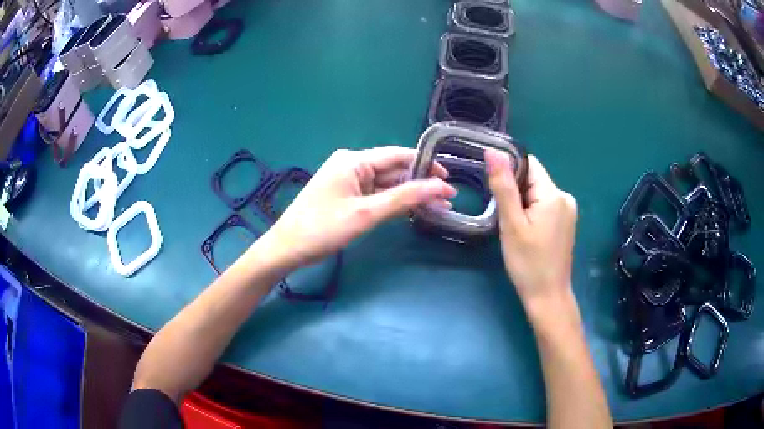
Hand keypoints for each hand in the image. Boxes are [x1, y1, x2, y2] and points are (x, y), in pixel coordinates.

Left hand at [260, 147, 456, 269]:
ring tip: (440, 208)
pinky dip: (395, 203)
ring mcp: (349, 182)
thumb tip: (441, 187)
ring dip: (411, 195)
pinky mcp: (348, 197)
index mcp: (354, 160)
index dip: (426, 165)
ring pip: (388, 185)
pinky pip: (377, 195)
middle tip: (449, 199)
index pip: (398, 156)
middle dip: (421, 184)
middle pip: (394, 170)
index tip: (449, 179)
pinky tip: (415, 211)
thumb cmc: (322, 229)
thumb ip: (404, 198)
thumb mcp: (365, 214)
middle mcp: (352, 165)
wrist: (287, 250)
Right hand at [485, 149, 577, 311]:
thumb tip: (494, 152)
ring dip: (522, 203)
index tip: (496, 191)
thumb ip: (504, 187)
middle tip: (505, 217)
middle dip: (516, 192)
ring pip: (537, 193)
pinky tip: (526, 232)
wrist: (547, 296)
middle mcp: (565, 197)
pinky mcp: (566, 222)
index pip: (529, 165)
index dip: (510, 172)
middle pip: (533, 179)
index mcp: (554, 194)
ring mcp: (568, 210)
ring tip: (514, 227)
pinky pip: (544, 205)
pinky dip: (531, 212)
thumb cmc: (528, 263)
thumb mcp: (512, 225)